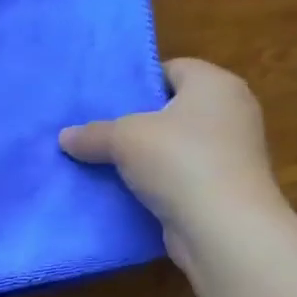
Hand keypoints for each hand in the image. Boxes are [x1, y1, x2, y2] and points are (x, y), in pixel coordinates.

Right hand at [59, 58, 285, 270]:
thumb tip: (65, 136)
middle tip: (99, 132)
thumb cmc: (180, 161)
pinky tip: (126, 192)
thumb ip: (93, 134)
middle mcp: (231, 112)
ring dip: (145, 156)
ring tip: (104, 163)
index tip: (106, 102)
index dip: (139, 82)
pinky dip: (158, 182)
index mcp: (216, 85)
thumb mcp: (124, 138)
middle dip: (138, 121)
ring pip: (176, 145)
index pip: (174, 69)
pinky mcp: (225, 187)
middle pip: (174, 108)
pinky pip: (182, 175)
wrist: (223, 228)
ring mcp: (232, 153)